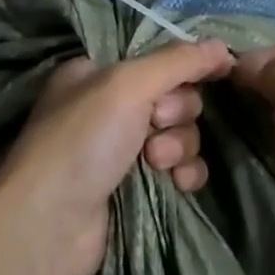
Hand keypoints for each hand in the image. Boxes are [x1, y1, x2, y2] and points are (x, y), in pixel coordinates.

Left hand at [0, 41, 232, 274]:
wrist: (49, 227)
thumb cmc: (83, 141)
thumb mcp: (128, 86)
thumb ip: (178, 62)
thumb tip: (224, 47)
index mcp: (98, 72)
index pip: (158, 59)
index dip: (184, 68)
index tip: (216, 74)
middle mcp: (109, 106)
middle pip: (174, 96)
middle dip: (176, 112)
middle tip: (155, 125)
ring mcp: (121, 149)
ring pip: (180, 133)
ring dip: (178, 145)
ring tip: (156, 162)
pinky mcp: (136, 188)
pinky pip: (180, 169)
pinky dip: (184, 172)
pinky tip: (177, 184)